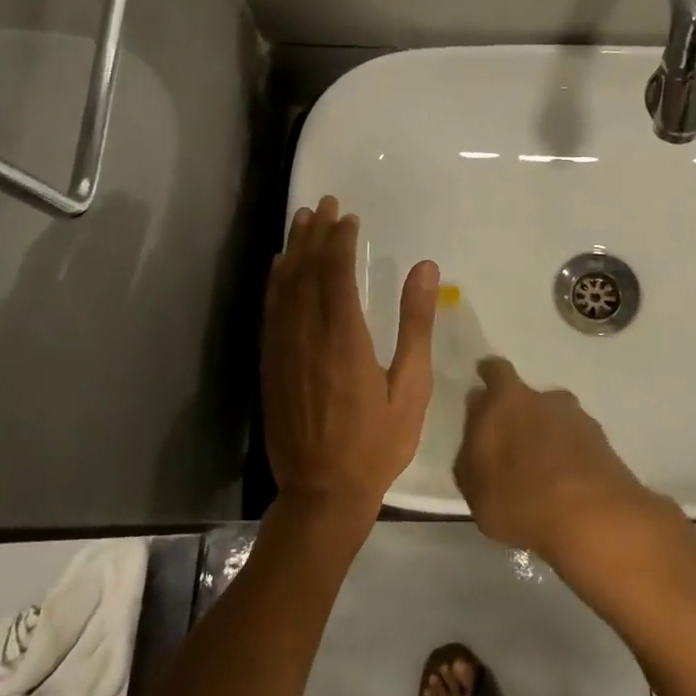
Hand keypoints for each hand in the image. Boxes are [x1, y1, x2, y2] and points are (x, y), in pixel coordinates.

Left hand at [262, 197, 438, 520]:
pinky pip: (270, 312)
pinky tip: (279, 268)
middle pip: (306, 271)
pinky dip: (275, 283)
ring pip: (284, 287)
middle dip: (314, 234)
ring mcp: (283, 351)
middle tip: (322, 203)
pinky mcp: (271, 366)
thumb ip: (415, 324)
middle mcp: (307, 336)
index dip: (340, 240)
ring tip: (301, 221)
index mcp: (344, 338)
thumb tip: (425, 269)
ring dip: (293, 250)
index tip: (348, 217)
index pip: (336, 273)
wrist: (322, 492)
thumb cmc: (377, 442)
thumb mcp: (410, 386)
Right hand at [455, 357, 675, 567]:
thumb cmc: (518, 497)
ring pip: (556, 419)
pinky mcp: (604, 443)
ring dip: (547, 436)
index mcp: (508, 400)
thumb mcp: (473, 484)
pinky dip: (569, 455)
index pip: (496, 370)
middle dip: (519, 414)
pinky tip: (564, 483)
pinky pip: (577, 442)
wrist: (592, 517)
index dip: (489, 375)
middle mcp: (545, 399)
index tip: (484, 382)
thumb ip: (471, 447)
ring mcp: (579, 419)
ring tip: (540, 469)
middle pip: (529, 397)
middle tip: (510, 444)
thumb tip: (478, 420)